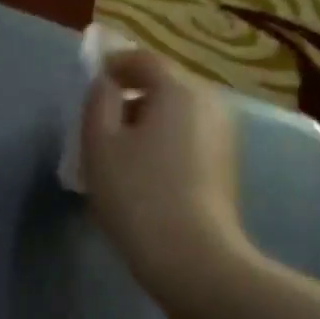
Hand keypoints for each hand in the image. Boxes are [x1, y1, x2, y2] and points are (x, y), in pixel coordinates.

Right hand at [81, 49, 247, 304]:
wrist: (191, 258)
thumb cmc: (138, 194)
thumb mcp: (99, 143)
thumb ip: (98, 101)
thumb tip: (107, 85)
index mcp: (180, 90)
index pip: (144, 60)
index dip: (115, 64)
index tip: (93, 80)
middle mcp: (210, 103)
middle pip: (164, 85)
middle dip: (130, 96)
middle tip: (99, 122)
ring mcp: (223, 135)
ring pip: (176, 114)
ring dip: (146, 122)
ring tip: (117, 151)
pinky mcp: (226, 165)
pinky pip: (187, 137)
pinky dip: (163, 142)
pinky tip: (143, 173)